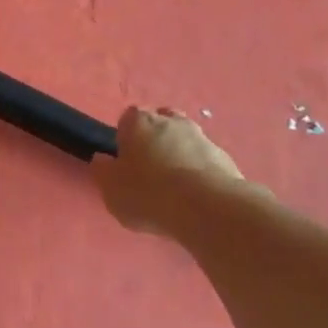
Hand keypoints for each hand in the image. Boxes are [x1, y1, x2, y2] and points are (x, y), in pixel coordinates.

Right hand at [90, 106, 257, 235]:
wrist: (207, 208)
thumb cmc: (148, 194)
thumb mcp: (111, 189)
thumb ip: (103, 171)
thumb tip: (102, 160)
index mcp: (139, 122)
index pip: (127, 119)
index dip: (125, 138)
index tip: (125, 160)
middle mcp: (171, 121)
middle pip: (160, 123)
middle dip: (155, 139)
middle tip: (149, 168)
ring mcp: (201, 137)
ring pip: (185, 140)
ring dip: (179, 154)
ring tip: (175, 186)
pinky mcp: (224, 157)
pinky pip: (204, 160)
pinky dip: (198, 171)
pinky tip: (195, 195)